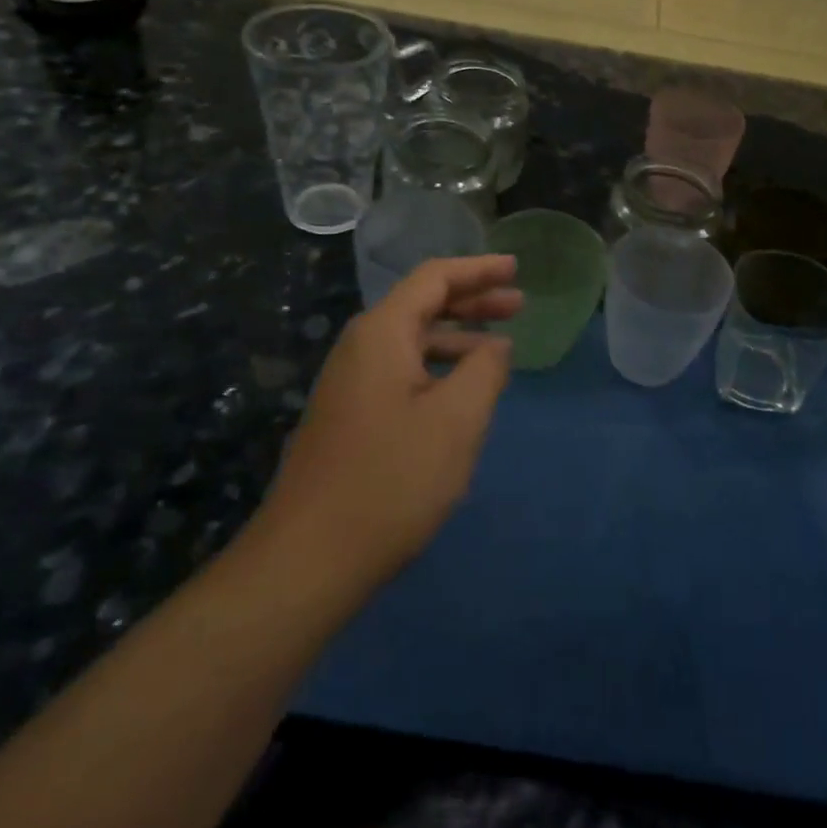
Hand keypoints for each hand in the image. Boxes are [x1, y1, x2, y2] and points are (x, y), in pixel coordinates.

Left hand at [249, 256, 521, 598]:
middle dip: (472, 300)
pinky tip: (461, 392)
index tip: (515, 268)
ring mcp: (350, 382)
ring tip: (500, 348)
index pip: (434, 277)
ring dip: (457, 336)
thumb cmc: (391, 480)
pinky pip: (402, 370)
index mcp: (382, 333)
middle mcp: (361, 346)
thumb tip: (495, 346)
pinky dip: (438, 367)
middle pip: (422, 304)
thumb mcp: (456, 420)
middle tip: (518, 304)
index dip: (479, 269)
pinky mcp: (349, 414)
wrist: (308, 559)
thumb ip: (485, 370)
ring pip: (412, 340)